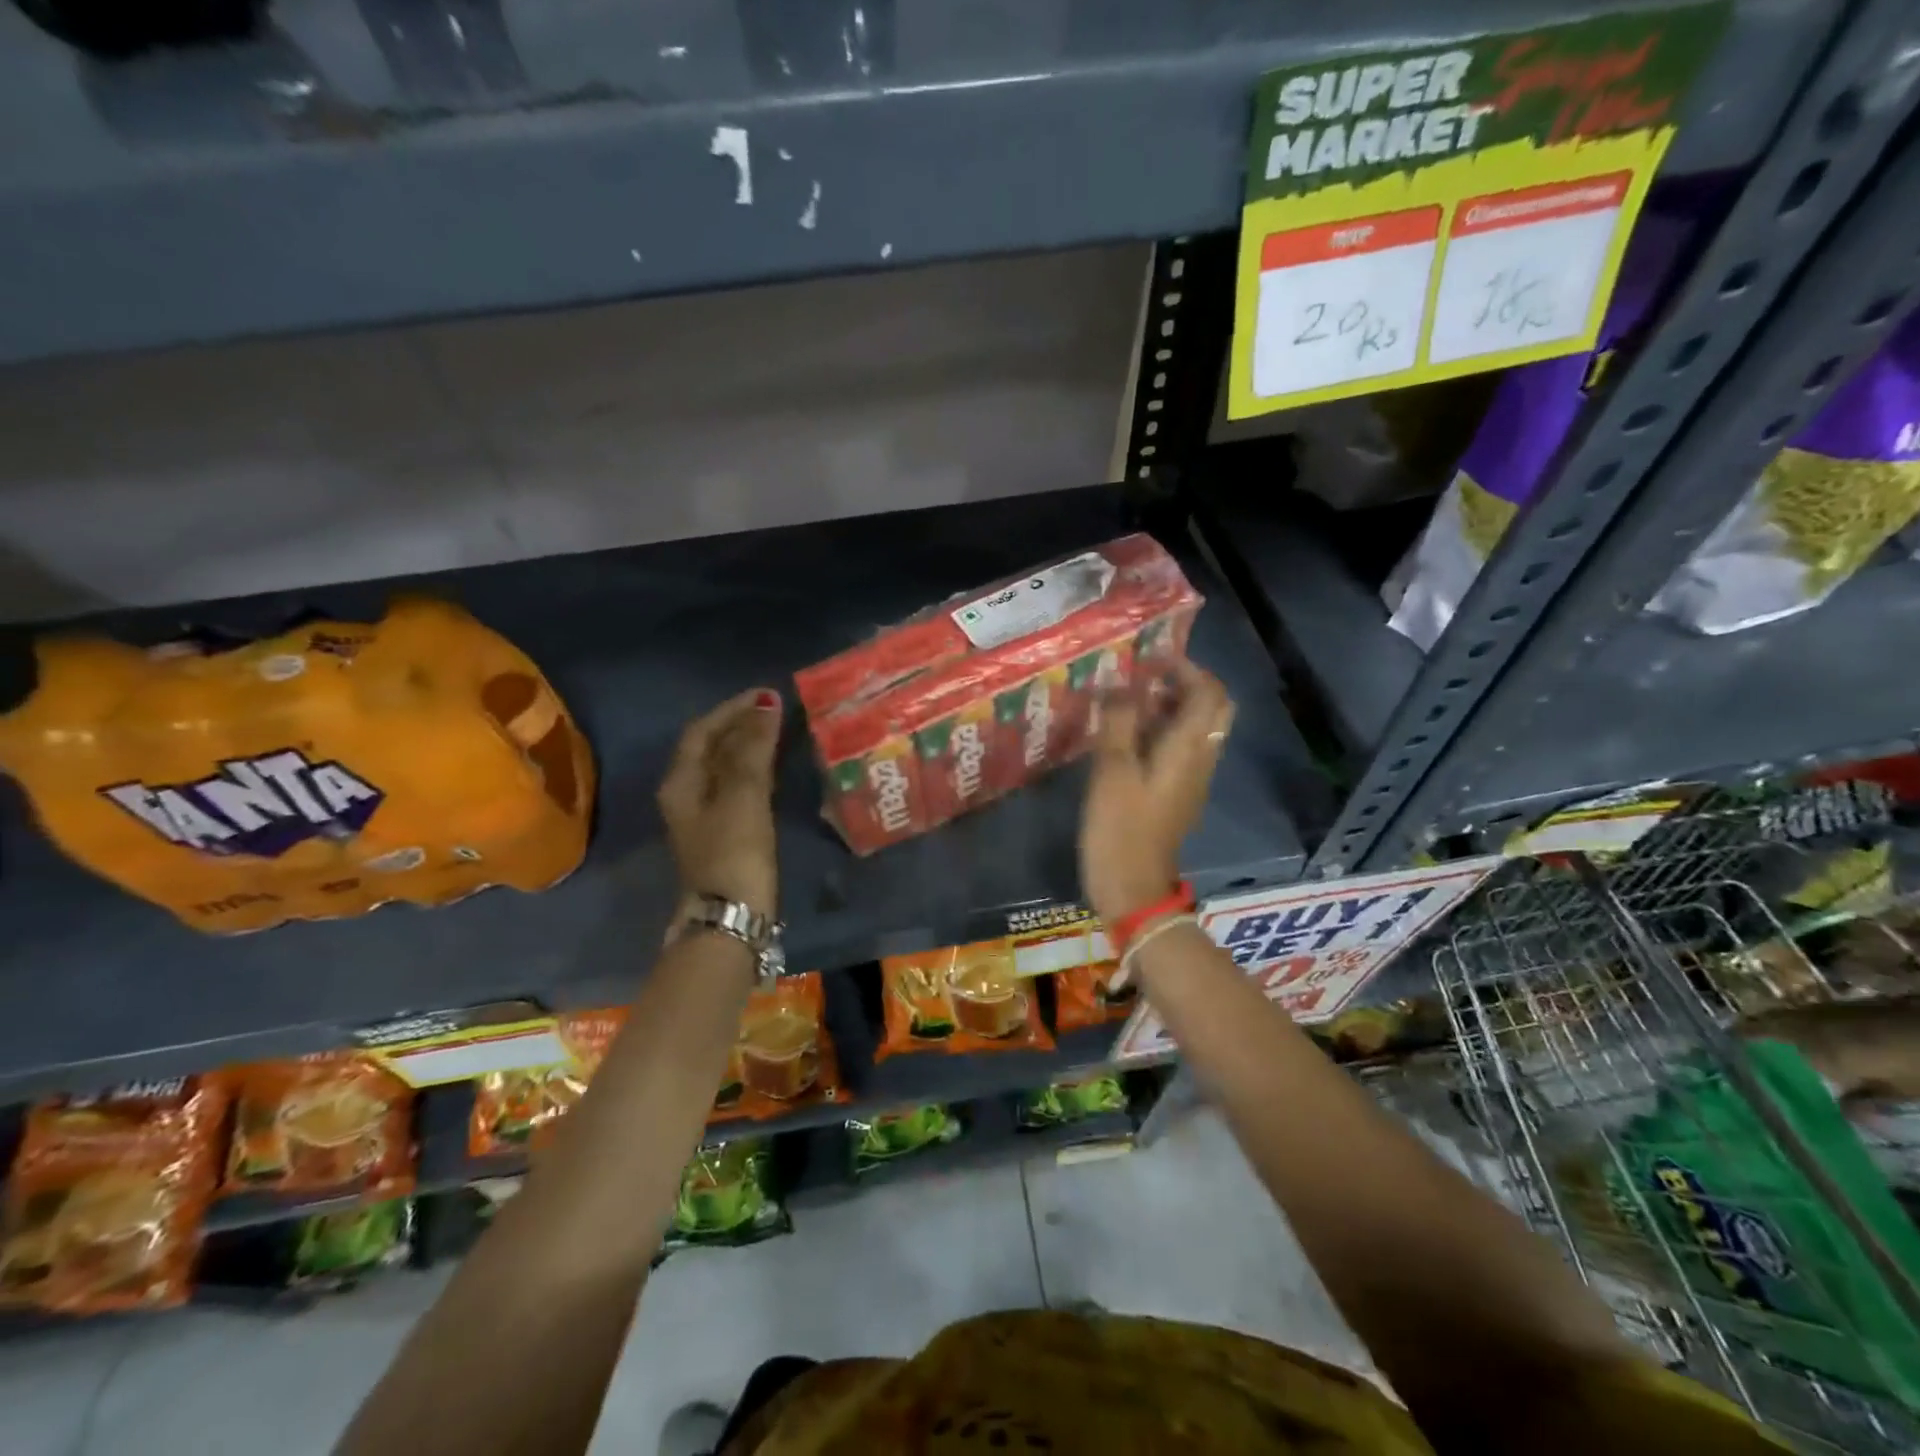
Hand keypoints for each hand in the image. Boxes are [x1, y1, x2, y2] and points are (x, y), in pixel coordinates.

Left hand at [657, 688, 782, 916]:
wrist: (733, 916)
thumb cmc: (734, 851)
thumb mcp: (743, 795)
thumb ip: (753, 748)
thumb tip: (766, 703)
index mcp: (681, 783)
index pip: (702, 731)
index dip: (732, 709)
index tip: (766, 694)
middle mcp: (687, 795)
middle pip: (711, 748)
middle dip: (741, 725)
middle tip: (777, 710)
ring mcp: (706, 816)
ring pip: (726, 768)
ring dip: (750, 746)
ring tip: (781, 731)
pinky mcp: (727, 833)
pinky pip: (739, 788)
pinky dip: (756, 770)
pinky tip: (776, 769)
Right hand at [1080, 660, 1232, 927]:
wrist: (1133, 889)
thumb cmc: (1120, 828)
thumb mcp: (1112, 770)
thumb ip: (1119, 721)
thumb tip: (1121, 684)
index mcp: (1188, 748)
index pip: (1208, 692)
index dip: (1186, 668)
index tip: (1151, 659)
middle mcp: (1200, 759)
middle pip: (1213, 709)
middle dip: (1186, 685)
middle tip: (1147, 679)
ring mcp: (1192, 779)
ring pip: (1198, 729)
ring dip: (1174, 707)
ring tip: (1131, 701)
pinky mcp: (1178, 795)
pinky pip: (1182, 750)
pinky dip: (1165, 731)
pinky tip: (1129, 736)